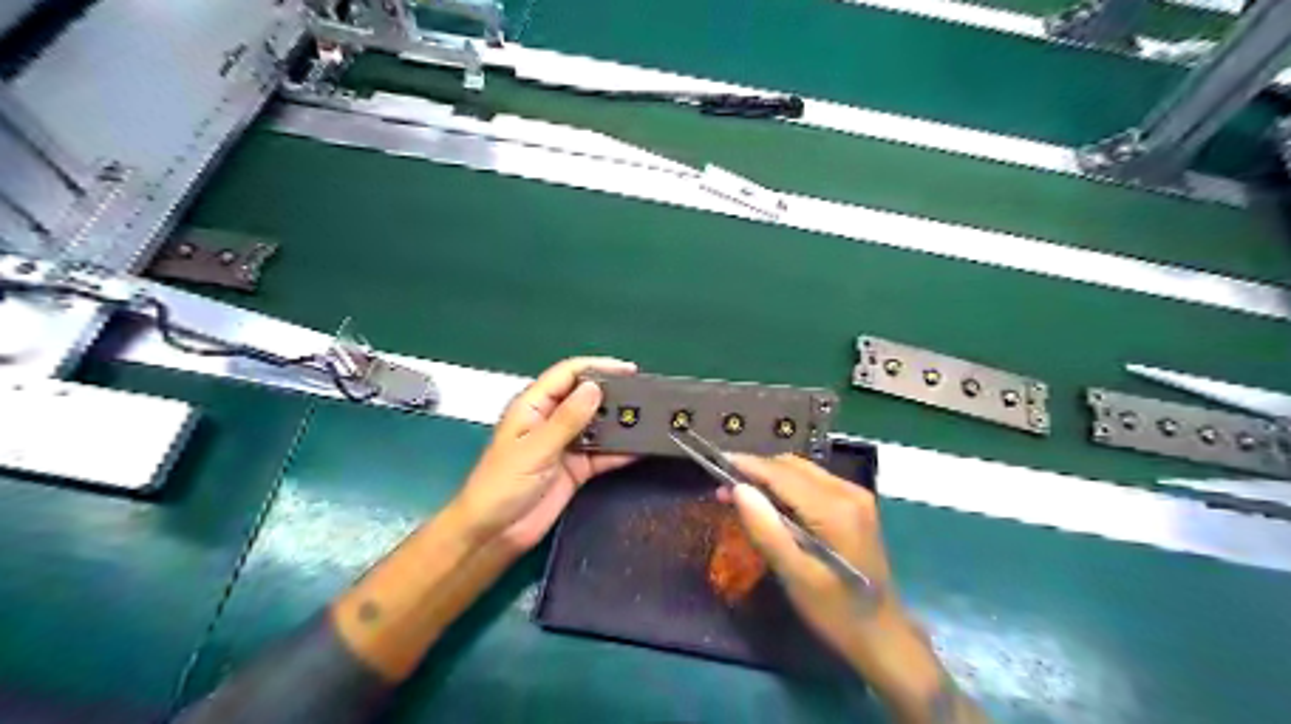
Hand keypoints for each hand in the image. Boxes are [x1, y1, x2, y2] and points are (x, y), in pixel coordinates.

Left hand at [449, 358, 635, 555]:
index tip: (629, 370)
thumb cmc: (501, 485)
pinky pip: (603, 454)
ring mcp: (566, 445)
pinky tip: (641, 447)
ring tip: (651, 419)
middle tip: (646, 396)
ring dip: (620, 423)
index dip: (598, 367)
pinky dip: (621, 451)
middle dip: (614, 394)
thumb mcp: (535, 449)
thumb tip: (595, 388)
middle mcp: (552, 420)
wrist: (494, 534)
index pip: (568, 374)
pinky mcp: (576, 468)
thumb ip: (567, 420)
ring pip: (598, 425)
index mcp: (533, 406)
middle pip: (587, 397)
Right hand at [723, 455, 944, 710]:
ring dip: (770, 477)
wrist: (882, 635)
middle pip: (793, 466)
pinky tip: (770, 503)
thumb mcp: (796, 577)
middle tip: (723, 487)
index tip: (716, 463)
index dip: (748, 466)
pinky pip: (813, 482)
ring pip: (802, 471)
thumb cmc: (836, 612)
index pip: (782, 474)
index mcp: (835, 509)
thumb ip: (766, 530)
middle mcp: (848, 492)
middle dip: (756, 471)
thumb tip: (738, 489)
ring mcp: (856, 496)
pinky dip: (787, 486)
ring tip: (740, 493)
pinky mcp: (856, 505)